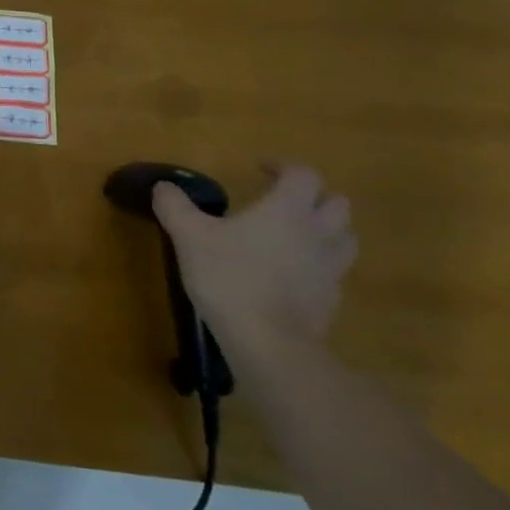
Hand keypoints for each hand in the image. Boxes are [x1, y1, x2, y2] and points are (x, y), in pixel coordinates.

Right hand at [153, 163, 355, 351]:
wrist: (268, 343)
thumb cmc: (229, 276)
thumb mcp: (188, 235)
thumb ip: (175, 206)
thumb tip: (163, 186)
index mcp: (287, 209)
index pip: (303, 175)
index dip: (284, 167)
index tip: (260, 170)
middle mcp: (317, 233)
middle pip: (337, 204)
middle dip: (314, 197)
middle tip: (284, 202)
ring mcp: (330, 270)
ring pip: (345, 239)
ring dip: (326, 231)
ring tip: (296, 237)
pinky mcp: (331, 302)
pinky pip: (334, 274)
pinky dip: (319, 268)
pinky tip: (293, 276)